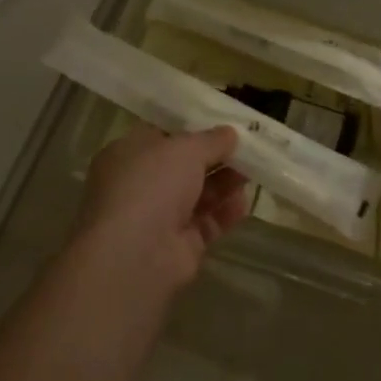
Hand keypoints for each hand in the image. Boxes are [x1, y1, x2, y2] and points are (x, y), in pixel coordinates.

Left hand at [76, 124, 248, 289]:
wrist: (136, 254)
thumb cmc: (151, 184)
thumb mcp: (185, 148)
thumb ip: (211, 140)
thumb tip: (229, 133)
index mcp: (128, 154)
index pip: (162, 137)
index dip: (192, 130)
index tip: (223, 126)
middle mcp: (140, 185)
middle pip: (184, 168)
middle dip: (215, 159)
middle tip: (246, 150)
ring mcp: (158, 218)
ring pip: (198, 196)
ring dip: (224, 184)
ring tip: (252, 174)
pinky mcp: (179, 246)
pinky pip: (207, 223)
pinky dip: (225, 213)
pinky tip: (243, 203)